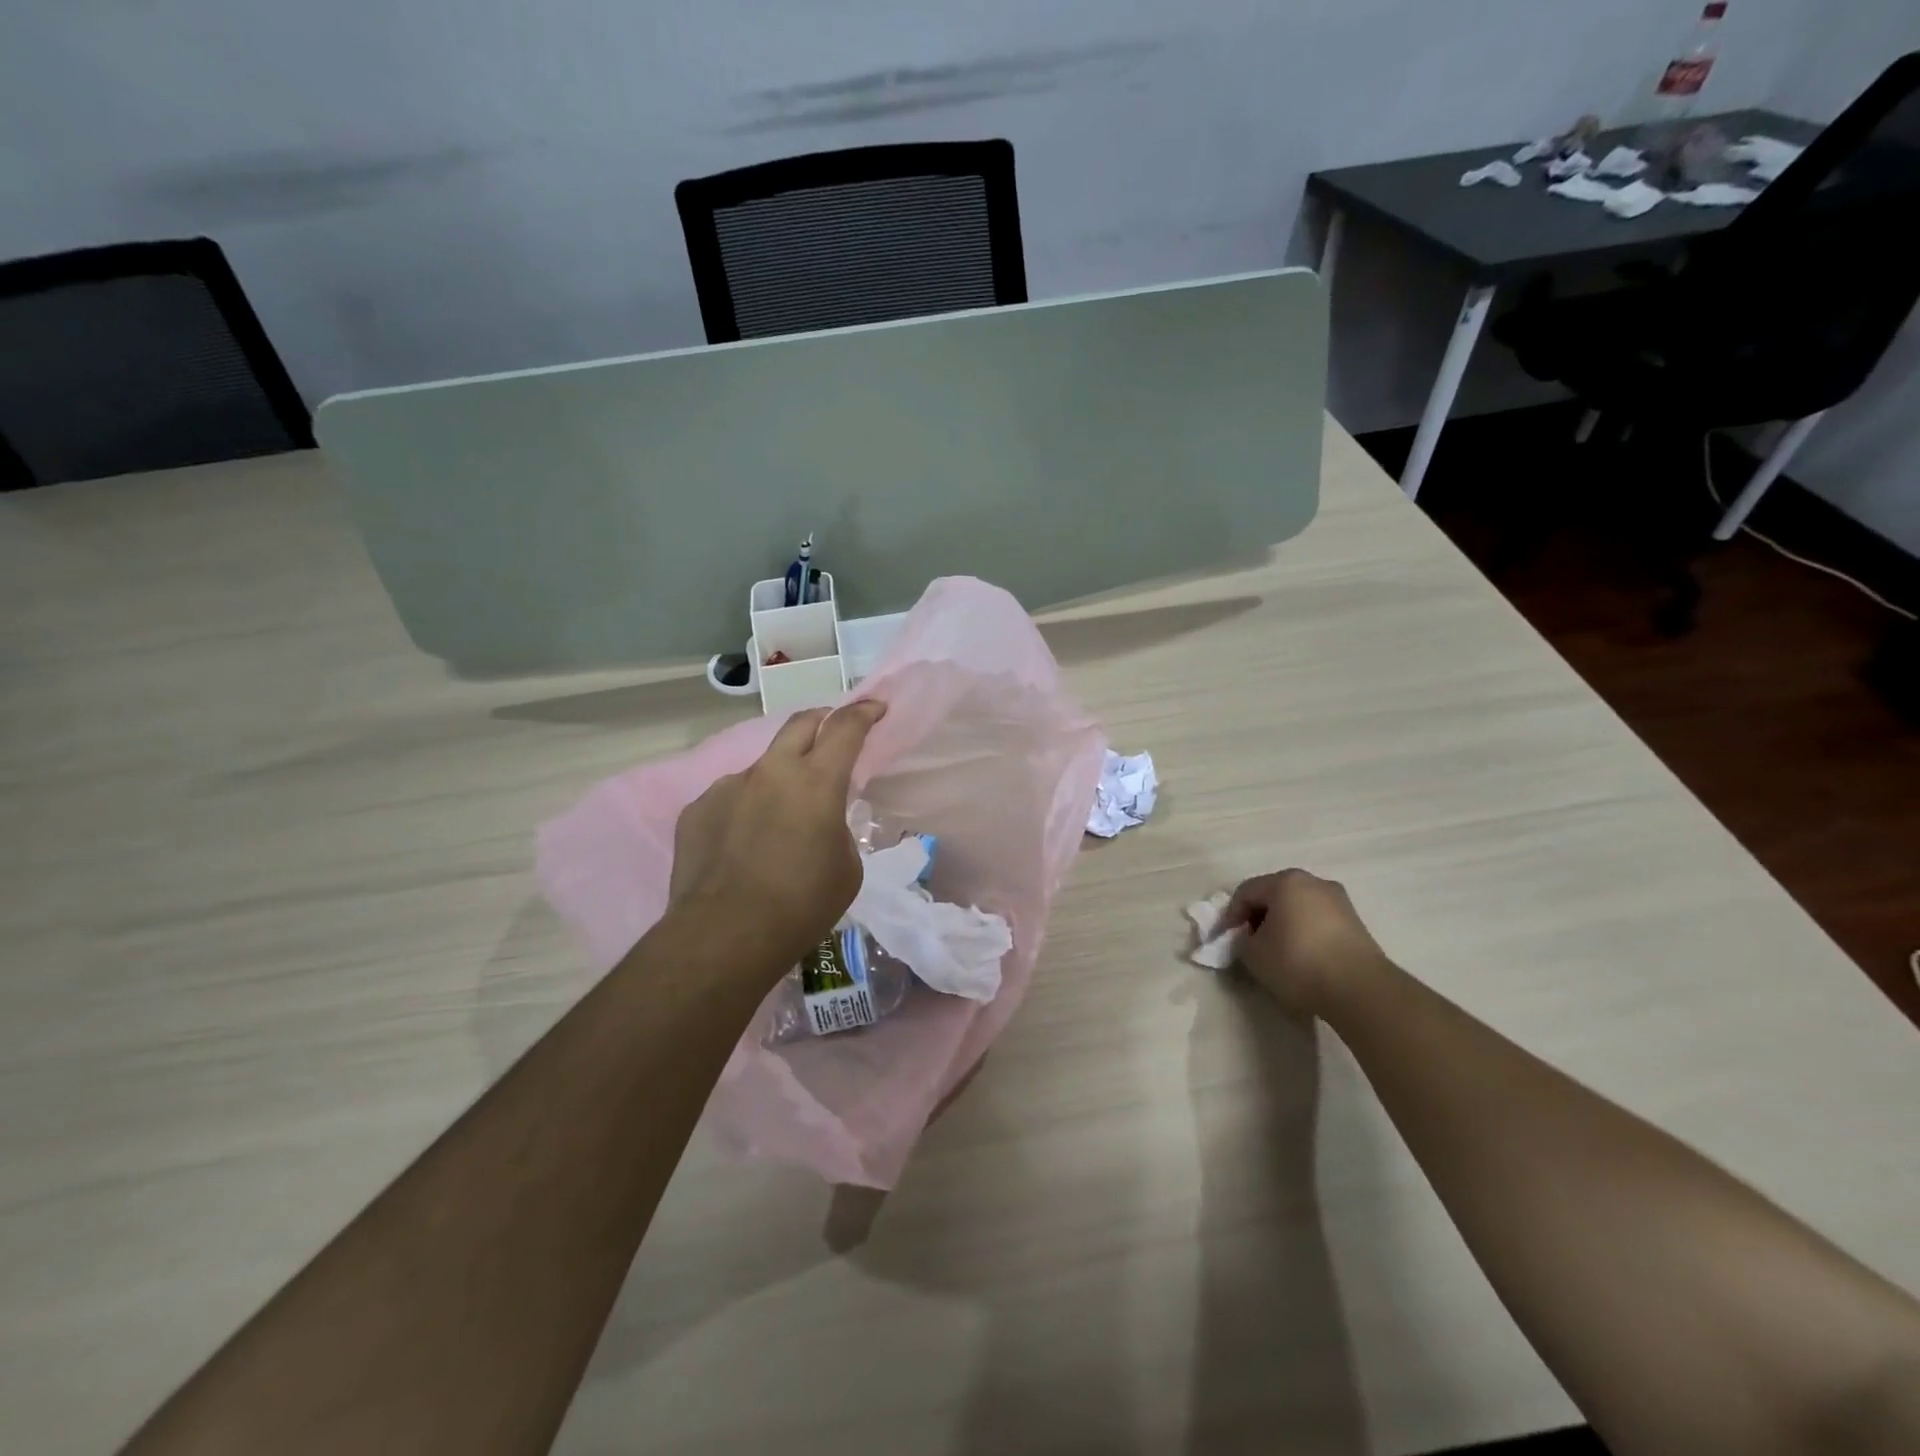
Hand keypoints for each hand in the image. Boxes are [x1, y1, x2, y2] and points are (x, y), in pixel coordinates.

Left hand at [668, 700, 886, 975]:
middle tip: (832, 734)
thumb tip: (817, 821)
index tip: (875, 707)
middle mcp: (770, 772)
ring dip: (779, 779)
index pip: (845, 728)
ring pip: (762, 768)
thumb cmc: (801, 905)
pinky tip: (742, 846)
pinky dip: (745, 810)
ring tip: (779, 819)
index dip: (863, 712)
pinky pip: (730, 799)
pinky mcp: (697, 809)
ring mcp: (728, 787)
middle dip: (821, 721)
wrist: (724, 935)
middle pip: (799, 725)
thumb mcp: (846, 868)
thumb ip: (836, 828)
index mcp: (816, 782)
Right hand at [1220, 868, 1392, 1016]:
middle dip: (1258, 916)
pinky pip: (1318, 920)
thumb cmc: (1298, 963)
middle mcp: (1313, 882)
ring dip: (1283, 924)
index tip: (1226, 939)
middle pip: (1274, 895)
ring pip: (1298, 907)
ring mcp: (1339, 900)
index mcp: (1285, 882)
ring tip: (1277, 951)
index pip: (1246, 892)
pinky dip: (1304, 932)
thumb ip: (1241, 940)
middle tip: (1250, 942)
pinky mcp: (1356, 922)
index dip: (1231, 915)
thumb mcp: (1253, 954)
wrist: (1361, 990)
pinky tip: (1303, 957)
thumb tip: (1249, 937)